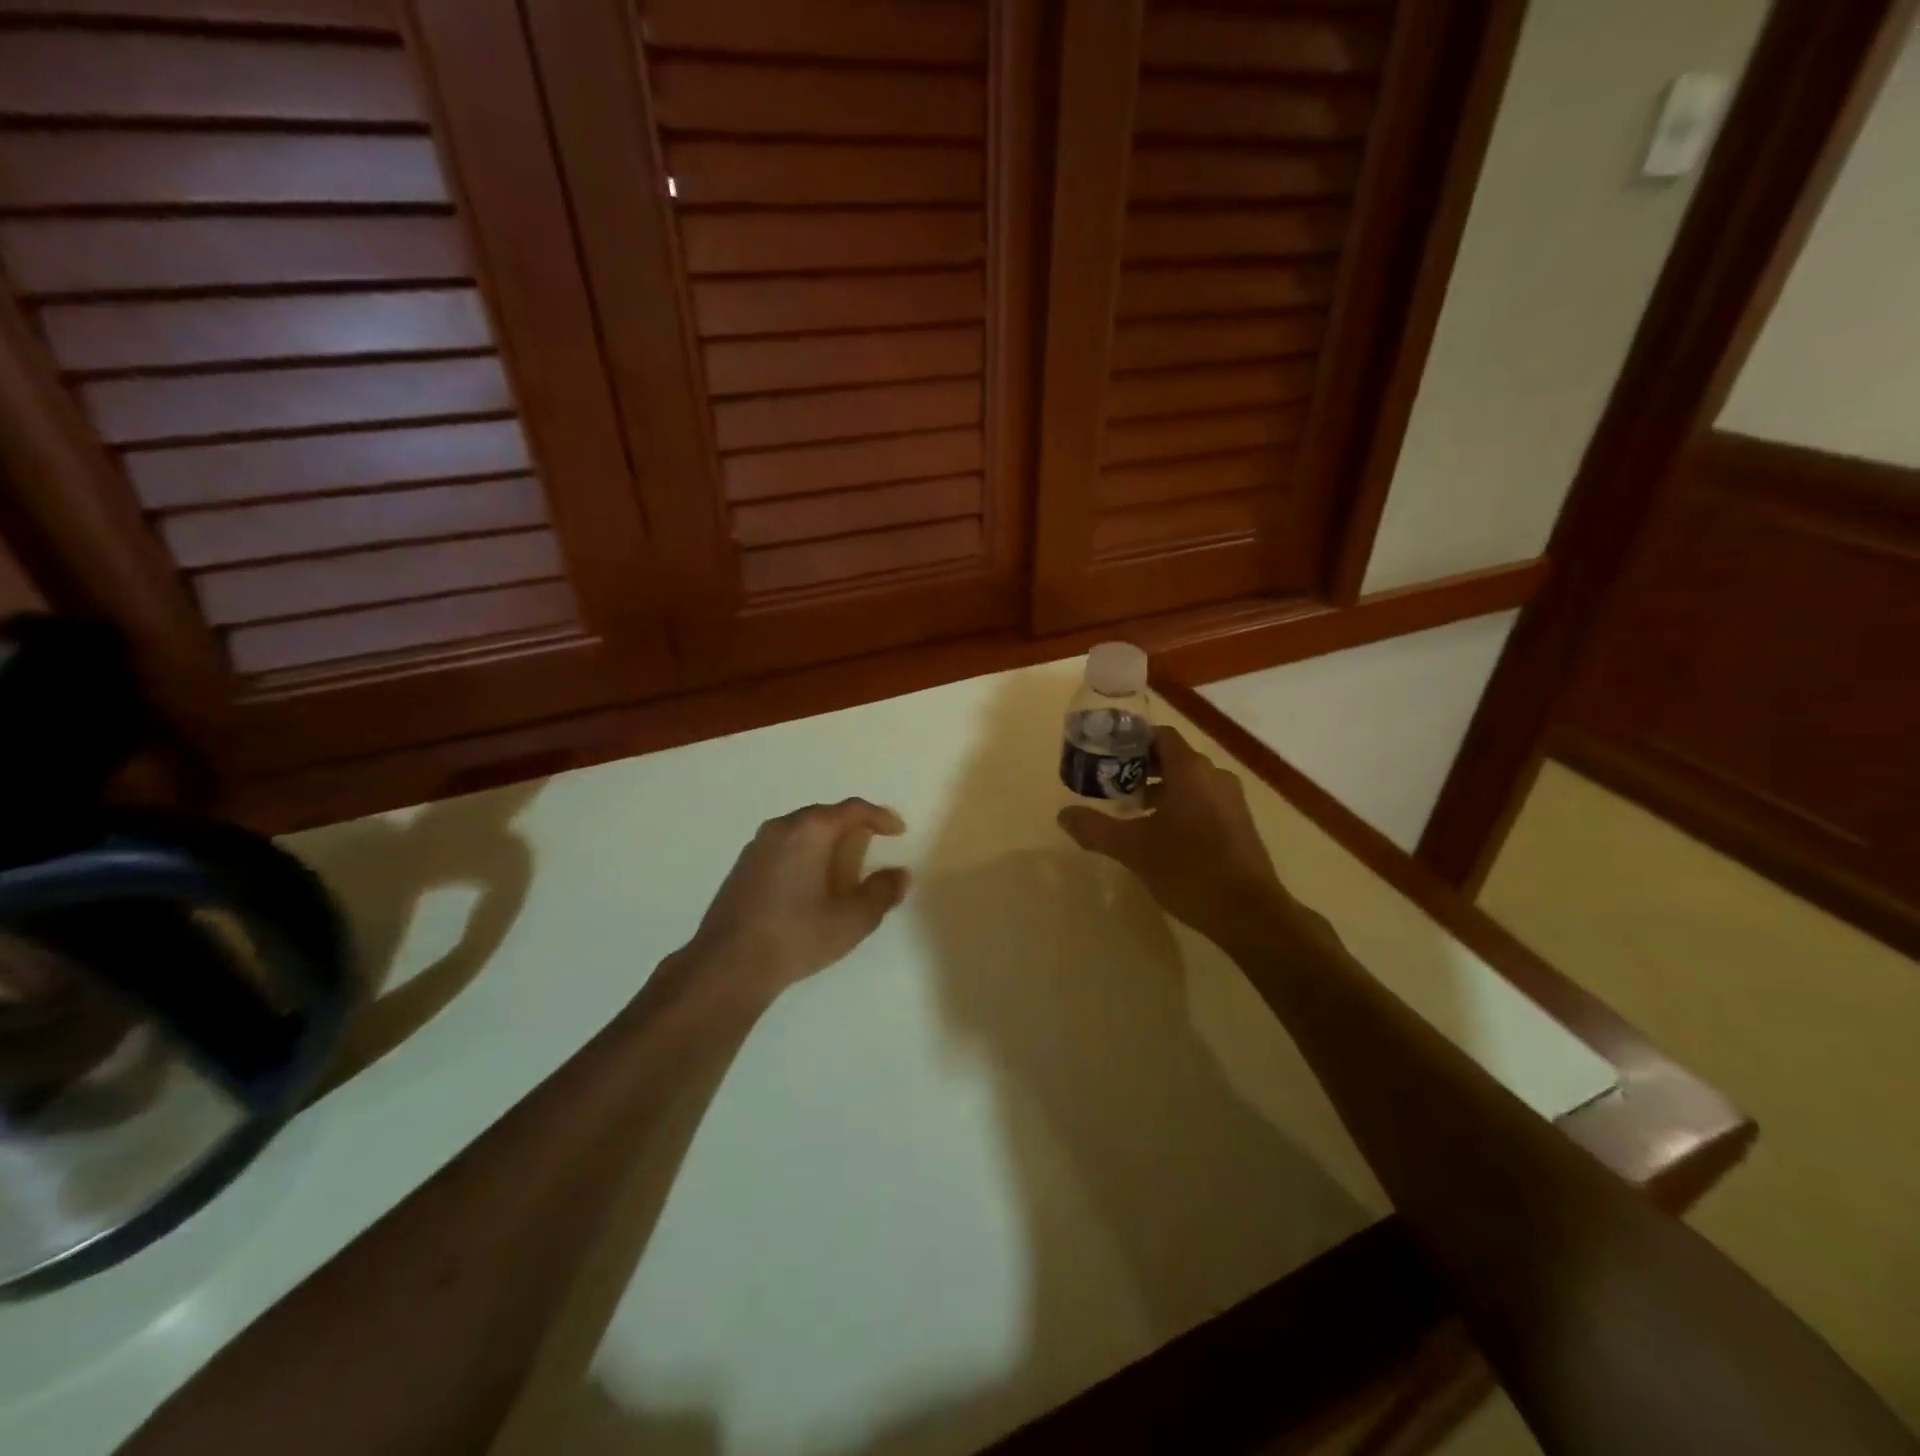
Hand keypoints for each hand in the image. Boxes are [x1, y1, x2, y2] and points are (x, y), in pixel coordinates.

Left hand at [684, 798, 909, 997]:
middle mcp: (781, 828)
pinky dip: (805, 853)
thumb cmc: (796, 936)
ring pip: (801, 830)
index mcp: (810, 831)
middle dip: (852, 826)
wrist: (728, 965)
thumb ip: (881, 892)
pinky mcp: (743, 867)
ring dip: (826, 840)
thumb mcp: (852, 919)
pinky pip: (783, 846)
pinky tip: (810, 882)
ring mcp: (757, 846)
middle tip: (873, 844)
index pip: (852, 810)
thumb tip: (900, 875)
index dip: (880, 817)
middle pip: (825, 815)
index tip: (898, 831)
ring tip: (844, 864)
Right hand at [1057, 726, 1287, 940]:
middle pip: (1172, 758)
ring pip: (1189, 782)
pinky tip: (1162, 836)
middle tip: (1110, 786)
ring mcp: (1231, 800)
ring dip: (1159, 790)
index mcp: (1190, 770)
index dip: (1131, 742)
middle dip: (1140, 769)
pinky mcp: (1239, 824)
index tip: (1105, 756)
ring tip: (1131, 813)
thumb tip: (1063, 815)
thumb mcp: (1133, 849)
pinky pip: (1203, 801)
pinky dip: (1180, 807)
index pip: (1159, 736)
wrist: (1249, 913)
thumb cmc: (1188, 869)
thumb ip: (1095, 828)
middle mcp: (1214, 776)